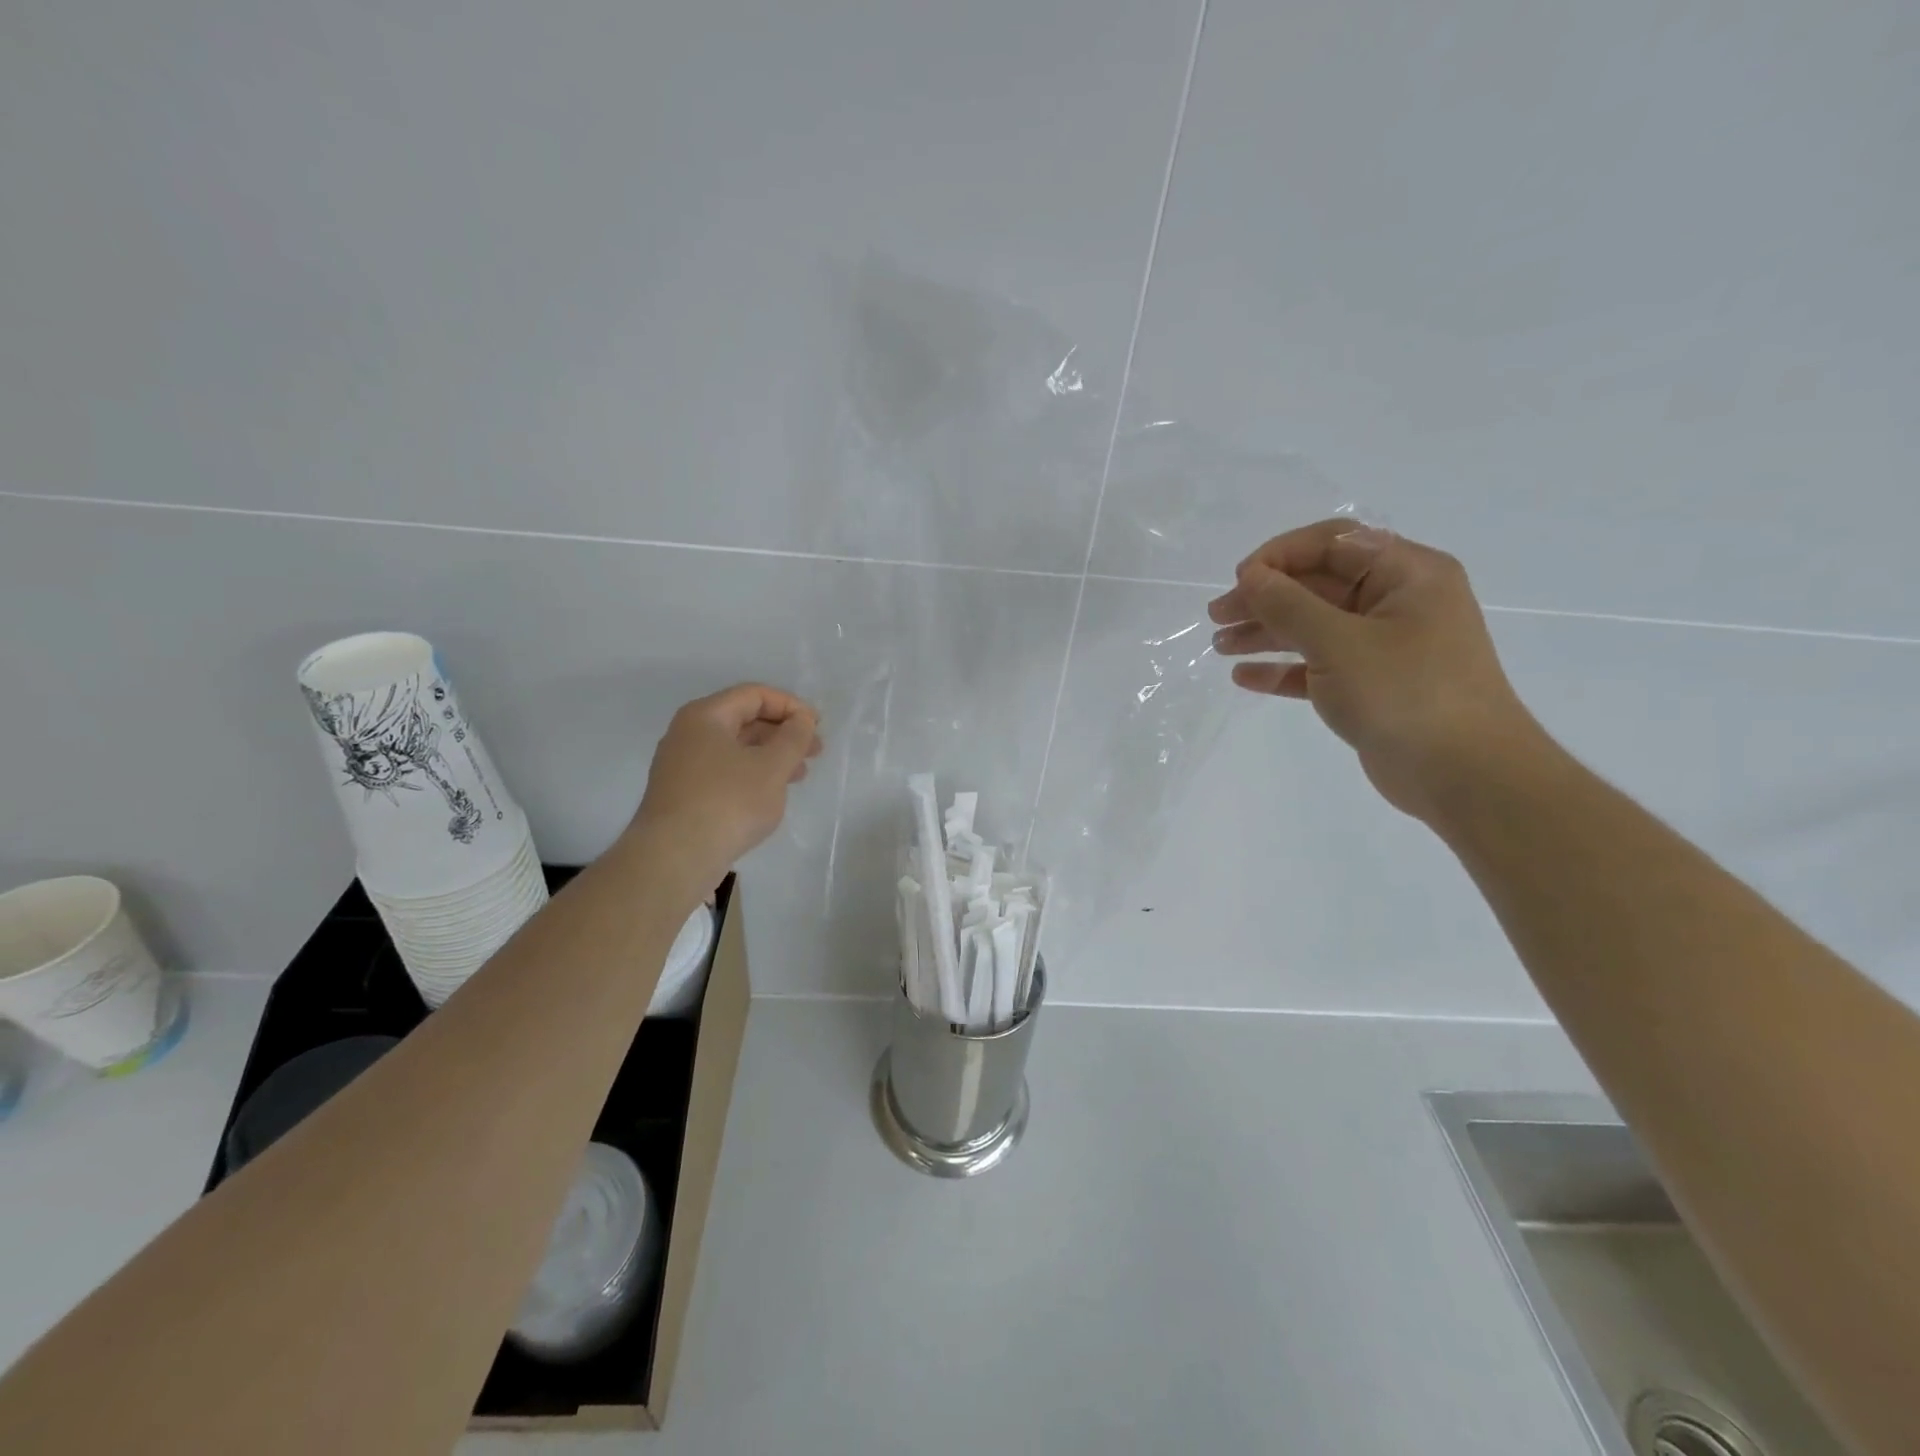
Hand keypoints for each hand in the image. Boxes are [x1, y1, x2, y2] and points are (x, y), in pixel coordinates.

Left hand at [626, 684, 822, 893]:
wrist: (674, 858)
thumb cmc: (728, 802)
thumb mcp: (772, 766)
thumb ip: (793, 737)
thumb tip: (801, 719)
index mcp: (705, 716)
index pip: (754, 695)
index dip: (790, 705)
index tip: (817, 726)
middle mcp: (688, 734)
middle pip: (744, 720)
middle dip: (783, 732)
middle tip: (815, 751)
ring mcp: (681, 766)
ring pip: (735, 749)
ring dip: (771, 756)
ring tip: (800, 775)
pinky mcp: (683, 795)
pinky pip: (724, 772)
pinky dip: (752, 775)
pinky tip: (770, 795)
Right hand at [1208, 519, 1546, 822]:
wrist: (1465, 775)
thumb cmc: (1406, 694)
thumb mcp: (1339, 643)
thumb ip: (1289, 605)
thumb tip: (1251, 575)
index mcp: (1406, 574)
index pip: (1334, 542)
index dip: (1280, 556)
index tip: (1239, 581)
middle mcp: (1397, 602)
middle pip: (1318, 585)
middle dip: (1264, 598)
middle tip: (1216, 617)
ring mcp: (1385, 646)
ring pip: (1314, 626)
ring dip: (1266, 633)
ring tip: (1220, 647)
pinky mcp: (1371, 685)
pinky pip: (1318, 666)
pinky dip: (1283, 669)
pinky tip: (1245, 677)